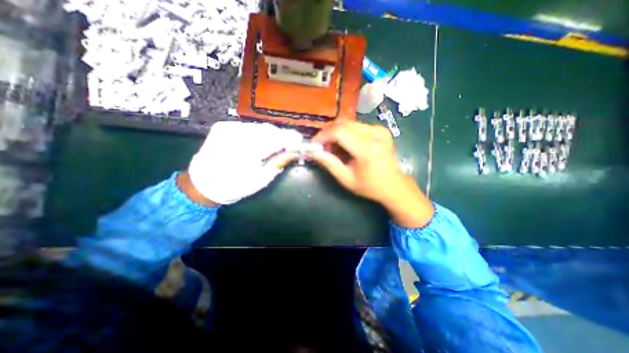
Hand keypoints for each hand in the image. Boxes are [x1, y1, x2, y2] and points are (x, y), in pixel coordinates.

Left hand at [187, 121, 301, 205]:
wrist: (202, 183)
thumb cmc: (234, 186)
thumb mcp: (260, 180)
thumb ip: (278, 163)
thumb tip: (294, 153)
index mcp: (248, 150)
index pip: (277, 138)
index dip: (291, 138)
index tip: (300, 140)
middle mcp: (238, 134)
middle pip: (269, 130)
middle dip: (281, 136)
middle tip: (288, 145)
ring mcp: (229, 127)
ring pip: (259, 127)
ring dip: (270, 134)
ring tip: (273, 145)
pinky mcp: (223, 126)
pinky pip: (249, 126)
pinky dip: (258, 133)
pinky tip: (257, 142)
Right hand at [309, 120, 435, 226]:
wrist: (394, 185)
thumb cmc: (370, 186)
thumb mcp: (346, 179)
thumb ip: (329, 163)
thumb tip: (312, 152)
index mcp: (367, 148)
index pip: (339, 132)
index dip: (323, 135)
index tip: (314, 144)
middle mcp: (375, 134)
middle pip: (343, 123)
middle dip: (328, 133)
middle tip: (323, 146)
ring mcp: (379, 129)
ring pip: (349, 123)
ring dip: (337, 132)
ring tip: (333, 147)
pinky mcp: (380, 129)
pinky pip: (356, 125)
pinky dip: (346, 133)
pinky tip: (345, 145)